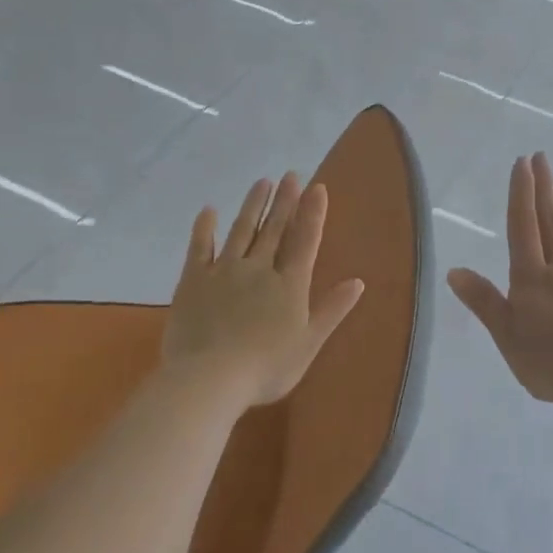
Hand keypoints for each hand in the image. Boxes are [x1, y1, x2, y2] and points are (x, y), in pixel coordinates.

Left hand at [163, 173, 364, 409]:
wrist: (210, 378)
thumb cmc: (266, 367)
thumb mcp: (309, 343)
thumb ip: (332, 310)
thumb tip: (358, 282)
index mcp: (290, 285)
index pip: (305, 241)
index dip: (313, 213)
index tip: (317, 187)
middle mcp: (260, 269)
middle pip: (275, 229)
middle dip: (285, 201)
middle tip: (291, 175)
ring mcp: (225, 271)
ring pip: (242, 230)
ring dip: (254, 205)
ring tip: (263, 182)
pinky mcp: (194, 280)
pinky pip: (200, 247)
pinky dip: (205, 228)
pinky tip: (209, 211)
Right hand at [448, 153, 552, 409]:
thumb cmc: (551, 363)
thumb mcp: (507, 337)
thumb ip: (484, 302)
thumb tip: (454, 270)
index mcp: (531, 279)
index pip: (523, 227)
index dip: (521, 194)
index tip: (521, 164)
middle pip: (550, 222)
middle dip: (543, 188)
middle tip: (541, 157)